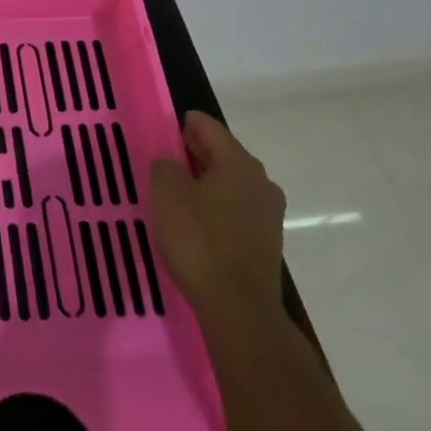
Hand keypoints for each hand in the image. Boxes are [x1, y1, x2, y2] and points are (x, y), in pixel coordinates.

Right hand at [148, 111, 286, 328]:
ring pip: (230, 183)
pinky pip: (236, 209)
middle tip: (164, 158)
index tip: (162, 128)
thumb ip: (165, 167)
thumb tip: (171, 163)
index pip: (208, 127)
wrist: (238, 307)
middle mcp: (260, 181)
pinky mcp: (266, 241)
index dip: (184, 123)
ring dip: (205, 182)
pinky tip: (195, 220)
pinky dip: (215, 206)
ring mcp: (268, 213)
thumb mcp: (167, 194)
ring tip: (175, 191)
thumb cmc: (200, 240)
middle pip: (223, 154)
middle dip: (194, 152)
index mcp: (238, 162)